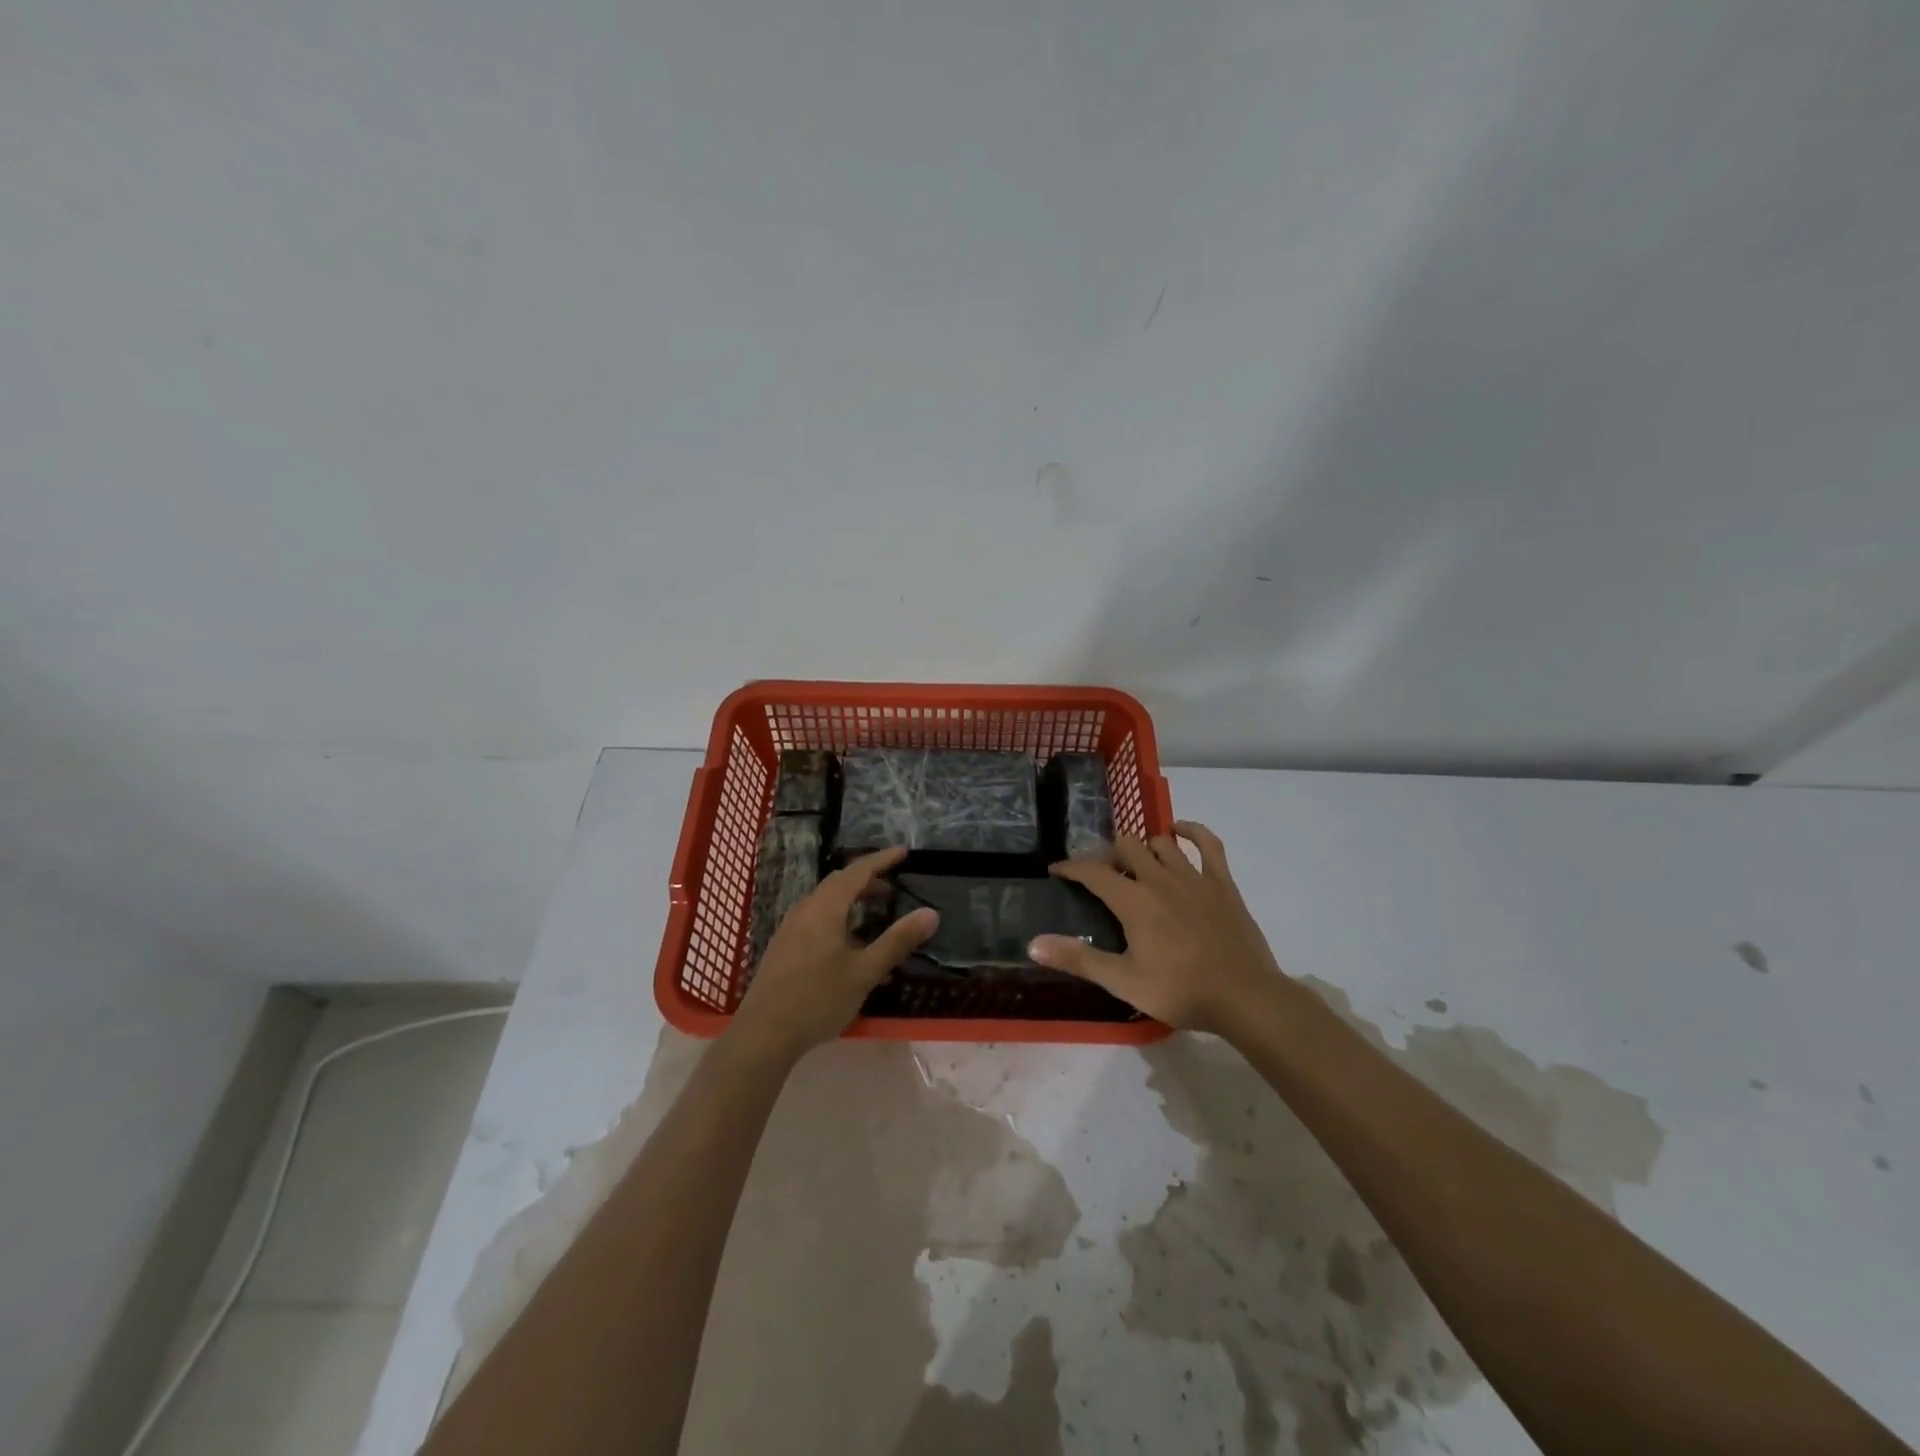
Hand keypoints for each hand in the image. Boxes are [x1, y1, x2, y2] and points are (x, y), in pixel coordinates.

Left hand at [730, 847, 937, 1058]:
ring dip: (851, 899)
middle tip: (892, 886)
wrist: (762, 1035)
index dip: (881, 860)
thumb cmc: (817, 999)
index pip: (857, 872)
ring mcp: (790, 928)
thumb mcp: (864, 972)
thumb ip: (897, 941)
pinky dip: (838, 916)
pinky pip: (816, 918)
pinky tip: (848, 944)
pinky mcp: (783, 946)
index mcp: (825, 908)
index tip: (903, 852)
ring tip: (874, 911)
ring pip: (825, 901)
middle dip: (867, 880)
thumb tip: (930, 913)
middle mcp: (805, 909)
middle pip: (839, 883)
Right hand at [1029, 821, 1284, 1033]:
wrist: (1245, 998)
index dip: (1071, 867)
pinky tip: (1179, 831)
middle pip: (1126, 847)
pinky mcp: (1222, 883)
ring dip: (1143, 848)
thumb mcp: (1123, 981)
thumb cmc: (1181, 991)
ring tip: (1135, 863)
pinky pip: (1207, 843)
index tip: (1057, 871)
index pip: (1093, 871)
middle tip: (1100, 875)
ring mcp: (1194, 877)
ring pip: (1160, 843)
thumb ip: (1079, 959)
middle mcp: (1160, 879)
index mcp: (1134, 901)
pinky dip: (1191, 831)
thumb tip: (1033, 943)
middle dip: (1107, 855)